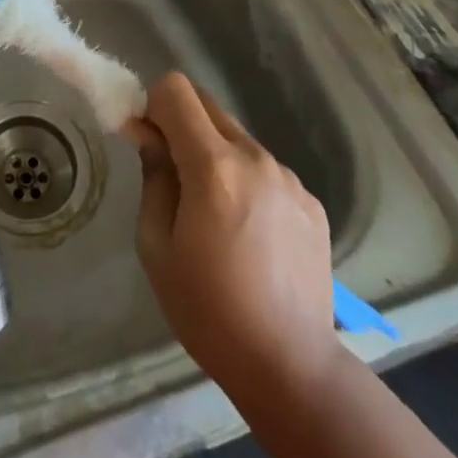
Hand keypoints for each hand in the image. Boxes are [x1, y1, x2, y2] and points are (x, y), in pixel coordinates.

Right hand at [126, 73, 340, 400]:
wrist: (291, 367)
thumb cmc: (208, 310)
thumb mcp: (156, 245)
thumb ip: (152, 176)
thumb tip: (146, 133)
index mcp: (214, 166)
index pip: (175, 89)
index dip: (153, 105)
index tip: (146, 141)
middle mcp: (255, 157)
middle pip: (206, 104)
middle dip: (181, 123)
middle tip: (171, 172)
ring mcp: (289, 178)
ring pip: (237, 137)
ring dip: (215, 153)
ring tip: (215, 214)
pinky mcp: (310, 201)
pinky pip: (265, 169)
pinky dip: (246, 181)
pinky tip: (250, 234)